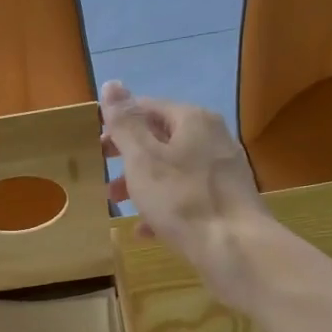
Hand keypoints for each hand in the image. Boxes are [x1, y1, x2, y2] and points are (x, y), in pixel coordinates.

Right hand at [101, 81, 269, 306]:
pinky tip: (146, 230)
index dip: (119, 124)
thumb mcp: (143, 159)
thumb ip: (125, 123)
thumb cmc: (182, 199)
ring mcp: (223, 171)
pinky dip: (164, 206)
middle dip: (129, 157)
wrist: (235, 248)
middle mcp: (213, 138)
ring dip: (143, 183)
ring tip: (118, 204)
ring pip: (173, 169)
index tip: (96, 147)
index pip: (148, 107)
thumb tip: (112, 84)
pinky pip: (187, 196)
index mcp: (193, 120)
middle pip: (162, 139)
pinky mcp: (227, 201)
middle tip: (103, 175)